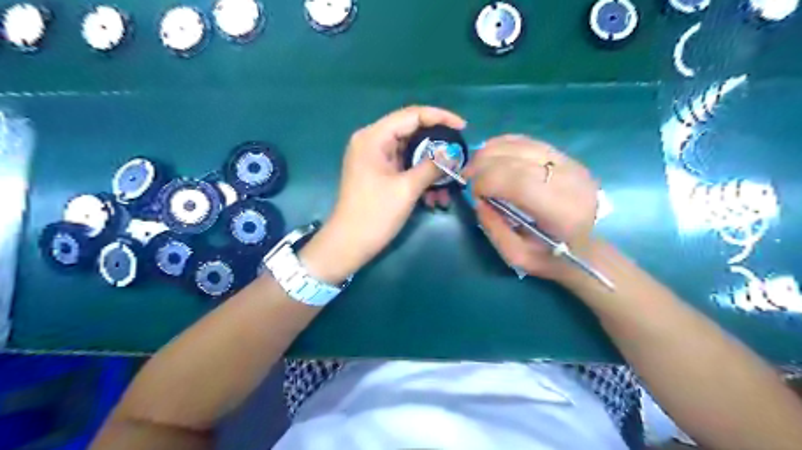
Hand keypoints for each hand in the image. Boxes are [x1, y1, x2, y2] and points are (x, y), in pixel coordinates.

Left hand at [299, 105, 464, 284]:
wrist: (349, 244)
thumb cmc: (374, 214)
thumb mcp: (407, 189)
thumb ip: (432, 166)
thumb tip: (453, 153)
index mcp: (373, 137)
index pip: (412, 115)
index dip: (440, 117)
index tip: (463, 128)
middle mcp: (372, 141)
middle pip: (411, 131)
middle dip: (437, 145)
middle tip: (459, 155)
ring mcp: (374, 157)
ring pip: (410, 151)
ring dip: (430, 165)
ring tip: (449, 182)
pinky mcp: (377, 172)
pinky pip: (404, 166)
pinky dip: (420, 176)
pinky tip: (433, 195)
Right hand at [464, 134, 593, 280]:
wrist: (590, 249)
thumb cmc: (553, 258)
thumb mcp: (518, 257)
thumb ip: (494, 230)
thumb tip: (479, 201)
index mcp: (560, 211)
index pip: (517, 181)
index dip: (487, 181)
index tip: (474, 193)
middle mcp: (568, 181)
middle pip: (517, 158)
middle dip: (483, 164)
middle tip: (467, 176)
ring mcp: (570, 165)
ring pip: (522, 144)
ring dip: (491, 151)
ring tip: (476, 165)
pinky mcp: (567, 158)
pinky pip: (530, 142)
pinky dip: (505, 144)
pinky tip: (492, 154)